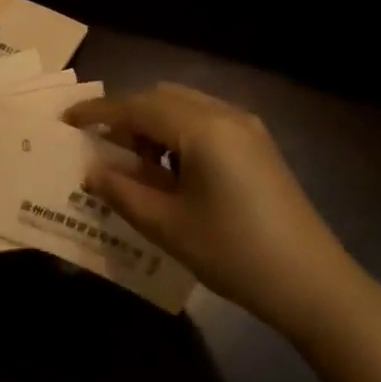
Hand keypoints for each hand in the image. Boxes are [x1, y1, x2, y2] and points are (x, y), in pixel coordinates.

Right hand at [67, 83, 352, 333]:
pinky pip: (204, 120)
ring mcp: (245, 126)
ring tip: (136, 165)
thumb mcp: (169, 227)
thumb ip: (123, 192)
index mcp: (203, 128)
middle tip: (100, 147)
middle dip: (125, 116)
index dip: (98, 112)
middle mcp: (225, 113)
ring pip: (183, 105)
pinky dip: (177, 132)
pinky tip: (171, 170)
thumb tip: (93, 170)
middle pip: (160, 97)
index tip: (67, 120)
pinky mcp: (257, 142)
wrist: (313, 283)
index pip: (137, 106)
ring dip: (152, 124)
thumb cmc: (235, 254)